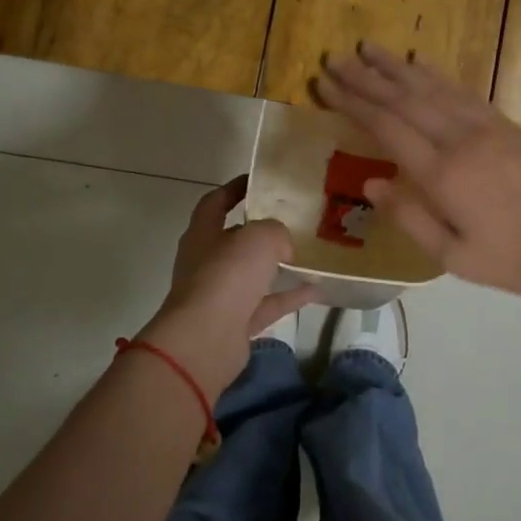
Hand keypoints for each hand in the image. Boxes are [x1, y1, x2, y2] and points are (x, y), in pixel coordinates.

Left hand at [138, 177, 318, 393]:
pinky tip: (317, 289)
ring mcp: (220, 295)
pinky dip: (289, 296)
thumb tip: (283, 246)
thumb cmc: (226, 276)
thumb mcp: (259, 237)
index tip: (258, 181)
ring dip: (278, 266)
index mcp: (203, 234)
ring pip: (252, 275)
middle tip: (293, 220)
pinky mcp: (235, 323)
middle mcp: (206, 262)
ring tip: (310, 255)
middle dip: (261, 231)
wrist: (206, 340)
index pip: (215, 202)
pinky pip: (267, 304)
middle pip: (235, 240)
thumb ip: (275, 231)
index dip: (234, 189)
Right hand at [315, 44, 520, 303]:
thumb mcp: (454, 256)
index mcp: (442, 174)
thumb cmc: (513, 259)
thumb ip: (409, 218)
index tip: (324, 84)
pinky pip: (463, 92)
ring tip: (369, 49)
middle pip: (404, 100)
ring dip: (397, 68)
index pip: (386, 127)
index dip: (352, 103)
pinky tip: (421, 65)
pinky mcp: (507, 125)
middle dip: (366, 78)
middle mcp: (460, 140)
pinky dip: (437, 75)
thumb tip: (369, 183)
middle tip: (335, 59)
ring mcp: (486, 128)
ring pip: (432, 88)